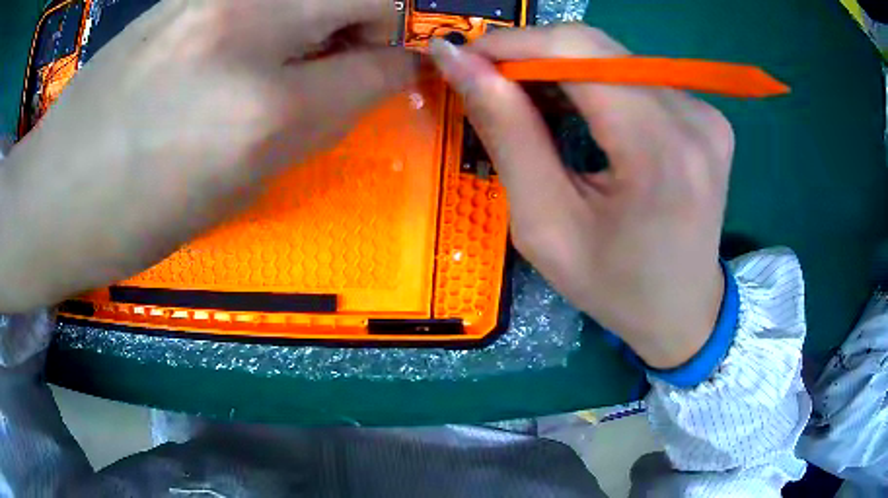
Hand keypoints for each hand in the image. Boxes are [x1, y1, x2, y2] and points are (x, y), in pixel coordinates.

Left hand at [0, 0, 414, 311]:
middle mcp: (247, 29)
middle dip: (381, 20)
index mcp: (262, 110)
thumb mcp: (235, 188)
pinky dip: (283, 7)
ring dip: (331, 11)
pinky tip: (251, 38)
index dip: (405, 67)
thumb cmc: (135, 219)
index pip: (378, 66)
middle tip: (358, 52)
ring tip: (298, 48)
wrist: (53, 195)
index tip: (407, 71)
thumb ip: (310, 124)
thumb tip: (361, 83)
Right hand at [430, 25, 733, 368]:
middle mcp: (692, 116)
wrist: (683, 311)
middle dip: (530, 56)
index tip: (465, 62)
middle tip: (489, 87)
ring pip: (611, 57)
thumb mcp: (546, 225)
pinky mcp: (704, 115)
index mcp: (660, 149)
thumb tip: (460, 63)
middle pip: (594, 47)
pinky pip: (634, 77)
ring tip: (528, 106)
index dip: (511, 43)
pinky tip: (574, 111)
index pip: (576, 50)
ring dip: (559, 70)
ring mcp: (704, 113)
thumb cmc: (614, 287)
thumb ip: (507, 133)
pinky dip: (592, 83)